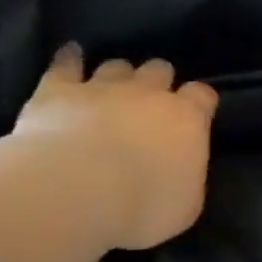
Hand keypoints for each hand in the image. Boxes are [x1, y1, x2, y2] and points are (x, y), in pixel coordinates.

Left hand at [9, 45, 218, 248]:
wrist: (74, 192)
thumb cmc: (141, 207)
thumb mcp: (185, 206)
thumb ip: (187, 178)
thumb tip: (182, 169)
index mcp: (186, 119)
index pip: (202, 96)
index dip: (198, 102)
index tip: (195, 113)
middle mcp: (147, 93)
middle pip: (159, 70)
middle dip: (157, 82)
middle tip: (149, 103)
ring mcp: (102, 87)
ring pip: (117, 66)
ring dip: (118, 76)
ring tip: (112, 88)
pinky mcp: (59, 90)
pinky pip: (66, 64)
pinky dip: (69, 59)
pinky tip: (71, 54)